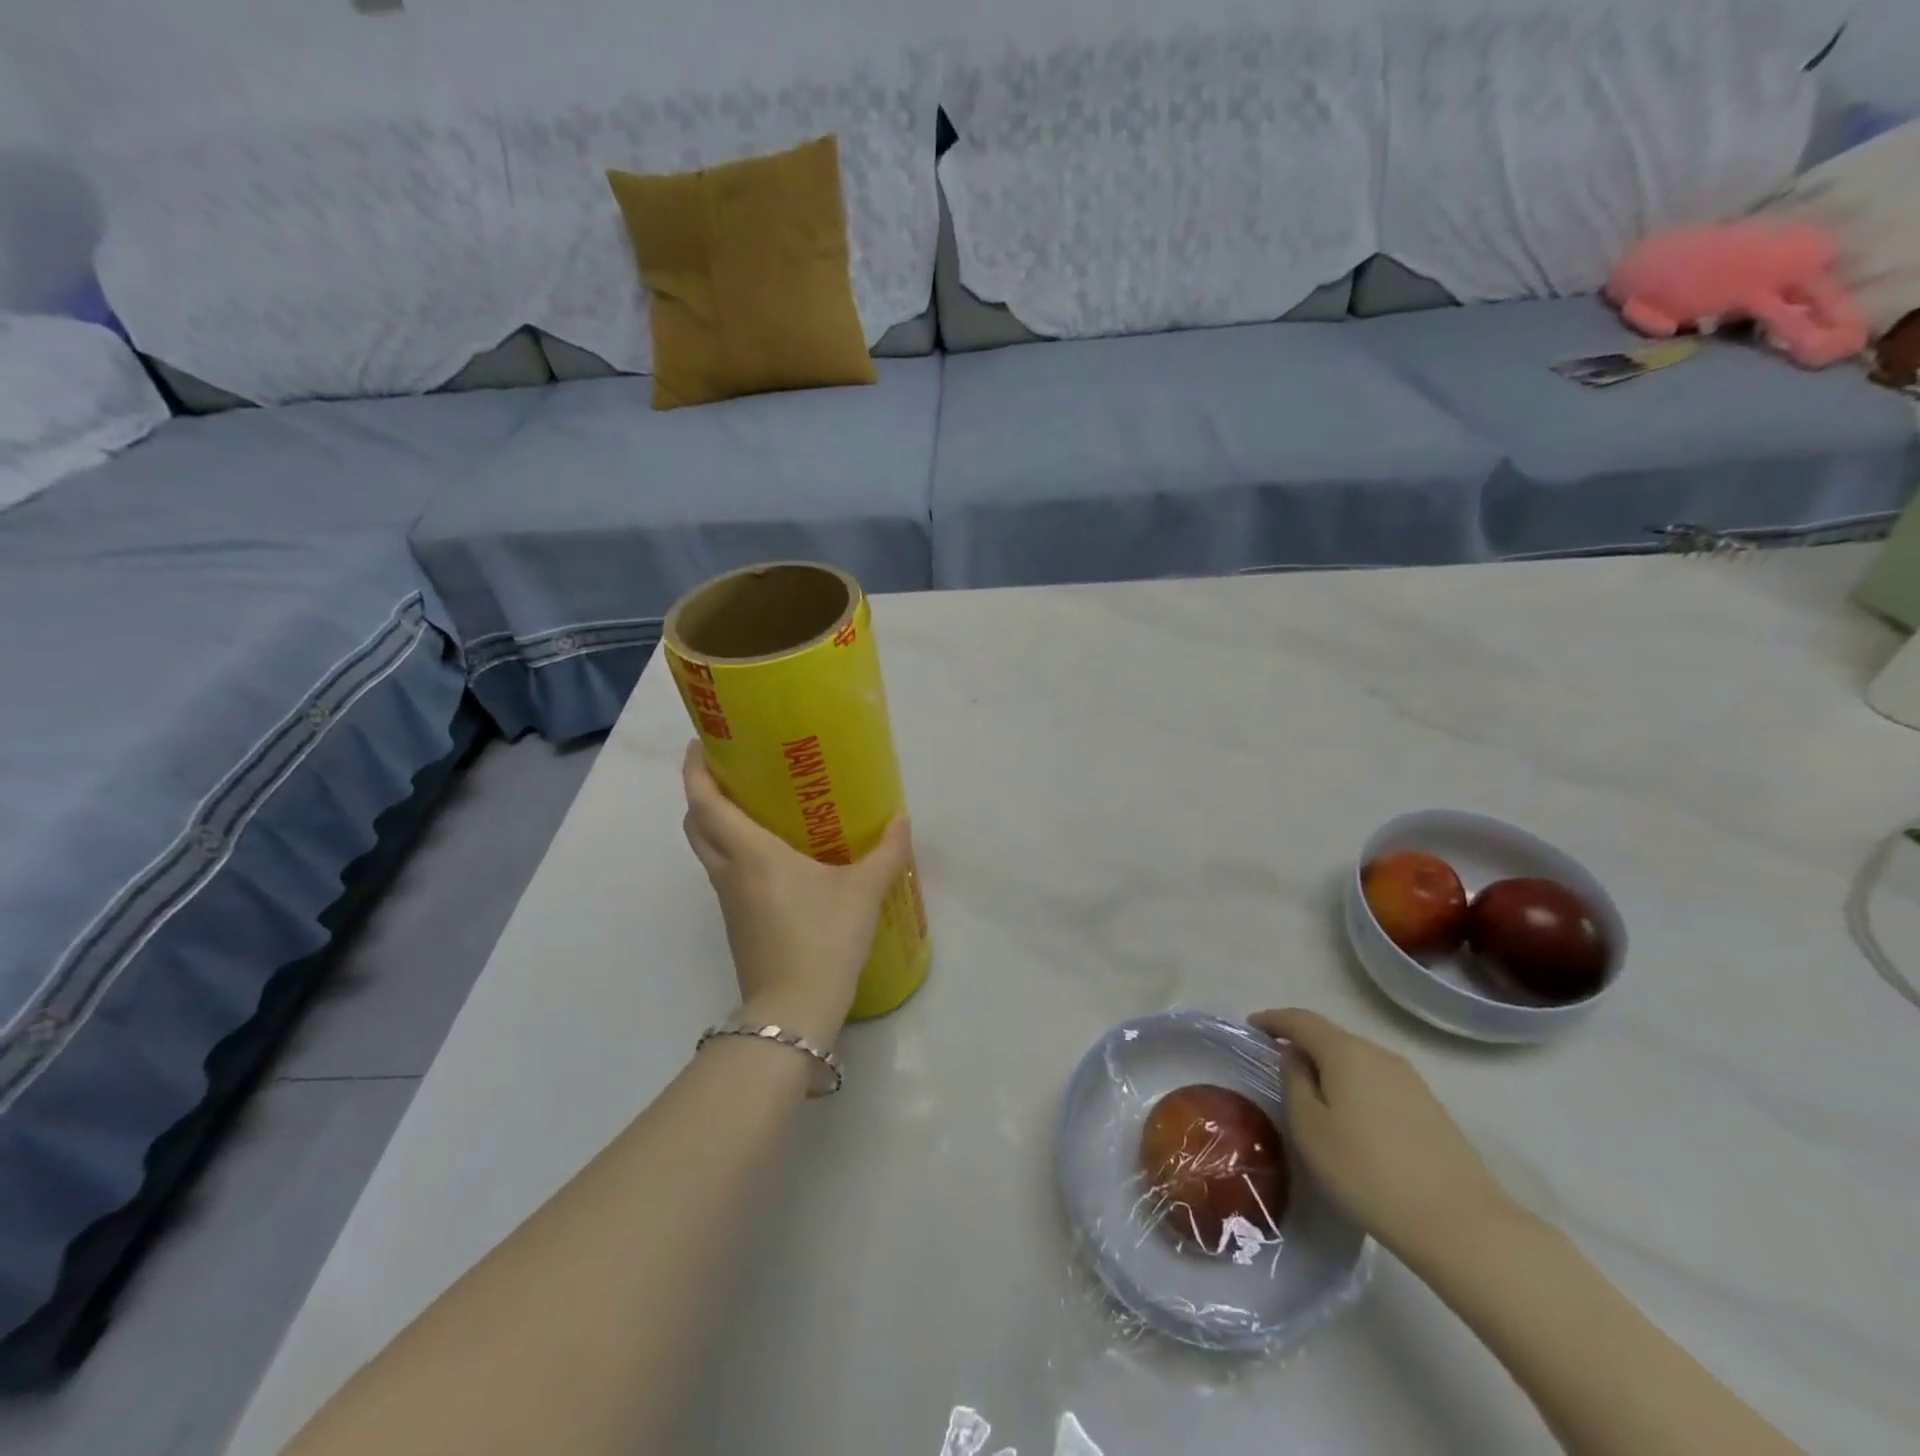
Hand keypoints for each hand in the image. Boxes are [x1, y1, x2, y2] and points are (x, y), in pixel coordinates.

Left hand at [682, 743, 912, 1044]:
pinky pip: (725, 875)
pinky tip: (772, 858)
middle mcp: (729, 872)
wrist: (795, 1010)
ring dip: (716, 825)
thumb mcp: (863, 891)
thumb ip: (886, 853)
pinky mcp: (736, 924)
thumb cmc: (824, 938)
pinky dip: (733, 854)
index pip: (706, 803)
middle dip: (701, 795)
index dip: (695, 771)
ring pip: (707, 852)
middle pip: (696, 825)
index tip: (699, 746)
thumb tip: (901, 821)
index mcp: (751, 853)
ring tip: (753, 809)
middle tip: (729, 774)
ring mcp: (728, 901)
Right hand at [1249, 1009, 1518, 1264]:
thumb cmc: (1367, 1172)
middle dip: (1301, 1044)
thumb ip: (1294, 1082)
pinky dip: (1355, 1087)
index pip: (1301, 1019)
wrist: (1462, 1225)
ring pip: (1357, 1061)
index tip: (1251, 1026)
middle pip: (1331, 1037)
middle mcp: (1379, 1054)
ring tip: (1311, 1095)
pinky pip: (1378, 1082)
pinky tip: (1351, 1118)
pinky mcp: (1429, 1108)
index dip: (1273, 1019)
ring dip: (1330, 1068)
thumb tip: (1294, 1057)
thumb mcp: (1310, 1128)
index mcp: (1345, 1051)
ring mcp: (1410, 1080)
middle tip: (1277, 1066)